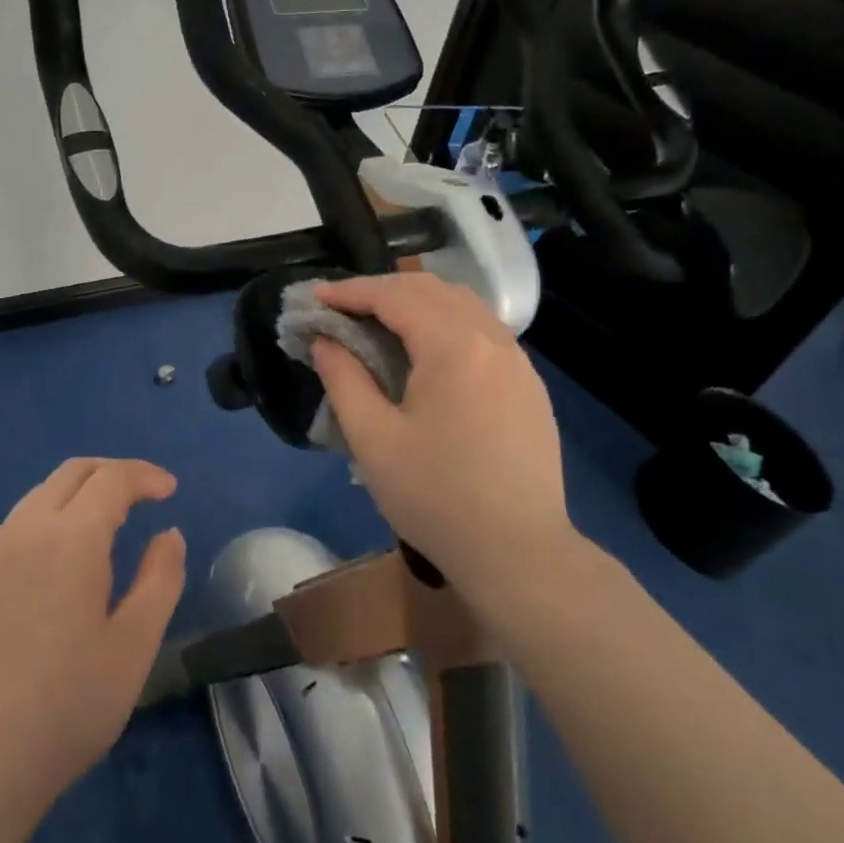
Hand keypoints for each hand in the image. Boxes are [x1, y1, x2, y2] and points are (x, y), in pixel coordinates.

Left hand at [0, 458, 186, 816]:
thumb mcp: (134, 647)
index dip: (145, 476)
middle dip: (112, 474)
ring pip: (38, 497)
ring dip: (77, 496)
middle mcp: (24, 530)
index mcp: (70, 538)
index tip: (170, 491)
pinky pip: (12, 529)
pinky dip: (45, 523)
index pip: (112, 478)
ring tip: (102, 530)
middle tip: (141, 496)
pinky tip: (52, 567)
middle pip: (72, 473)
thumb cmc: (66, 708)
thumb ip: (160, 579)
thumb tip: (168, 534)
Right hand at [308, 273, 576, 611]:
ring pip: (462, 305)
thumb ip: (343, 379)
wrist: (519, 554)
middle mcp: (491, 339)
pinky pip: (483, 331)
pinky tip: (426, 350)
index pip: (394, 296)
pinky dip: (445, 322)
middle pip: (431, 290)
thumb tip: (325, 340)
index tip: (314, 296)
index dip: (350, 290)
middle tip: (341, 306)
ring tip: (379, 320)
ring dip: (416, 301)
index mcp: (453, 346)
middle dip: (381, 289)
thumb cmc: (436, 497)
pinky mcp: (529, 384)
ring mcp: (518, 361)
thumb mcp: (373, 440)